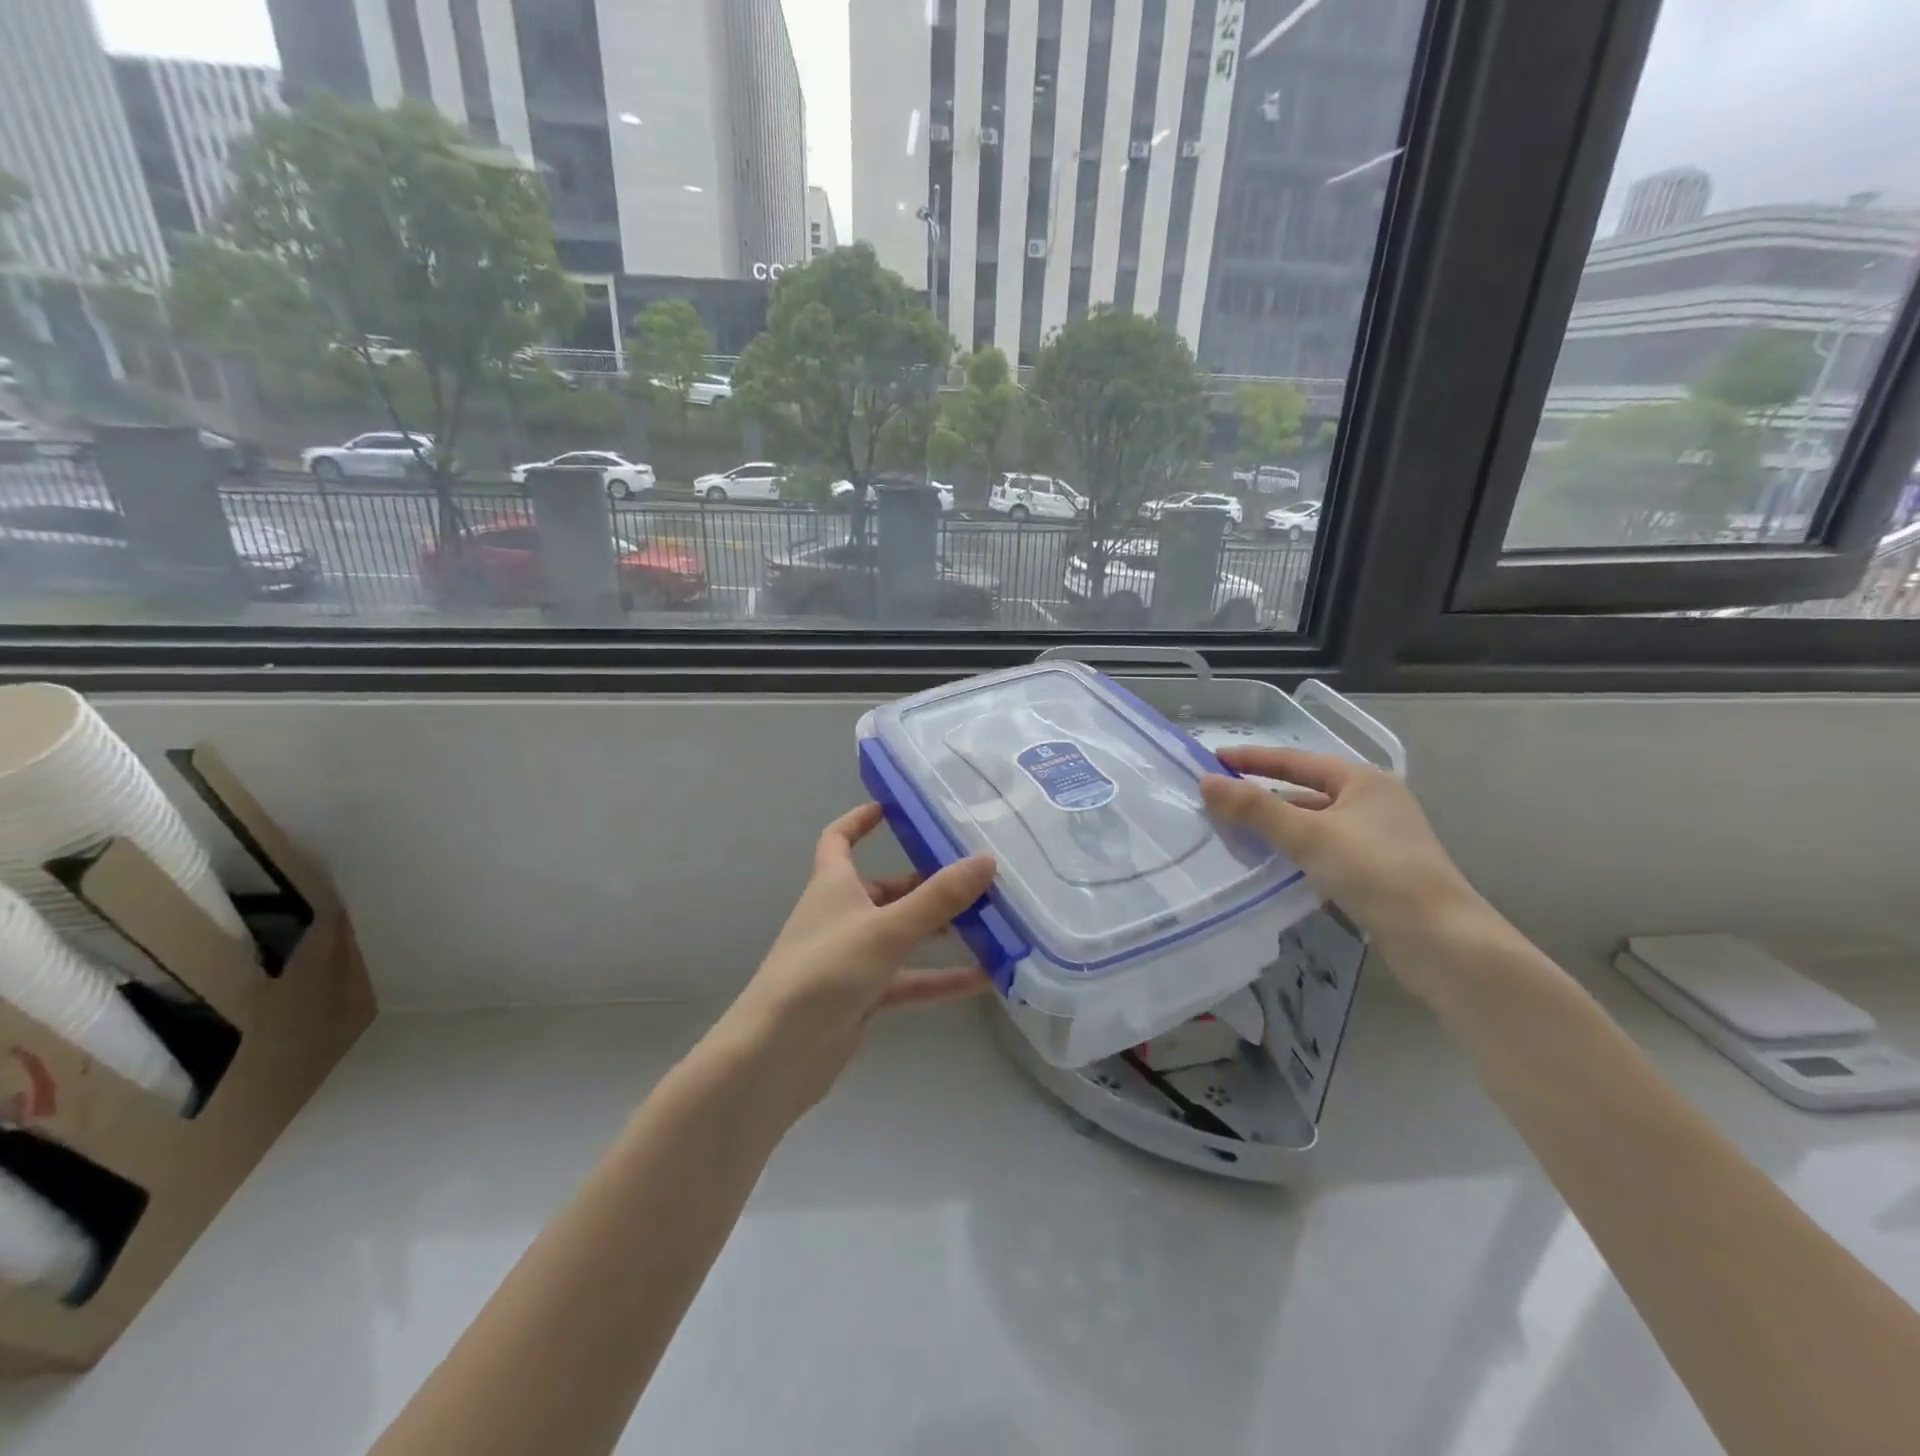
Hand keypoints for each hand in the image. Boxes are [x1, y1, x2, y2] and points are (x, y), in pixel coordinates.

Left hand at [711, 803, 996, 1120]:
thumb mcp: (886, 929)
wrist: (776, 1055)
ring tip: (994, 922)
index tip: (894, 808)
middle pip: (889, 889)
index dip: (860, 820)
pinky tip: (985, 979)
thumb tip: (986, 859)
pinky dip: (941, 978)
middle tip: (979, 878)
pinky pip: (909, 979)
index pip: (839, 839)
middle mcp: (842, 915)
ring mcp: (853, 958)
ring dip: (943, 931)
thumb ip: (938, 899)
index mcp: (833, 885)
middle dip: (929, 884)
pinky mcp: (863, 996)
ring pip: (904, 935)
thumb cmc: (825, 972)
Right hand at [1200, 748, 1482, 993]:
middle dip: (1262, 797)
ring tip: (1235, 834)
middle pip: (1305, 791)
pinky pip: (1324, 850)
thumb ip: (1255, 808)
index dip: (1252, 760)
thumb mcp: (1308, 835)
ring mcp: (1378, 838)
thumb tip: (1206, 782)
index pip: (1295, 761)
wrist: (1441, 940)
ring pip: (1314, 824)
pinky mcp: (1377, 872)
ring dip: (1277, 827)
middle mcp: (1373, 802)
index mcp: (1363, 781)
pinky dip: (1295, 852)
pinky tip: (1272, 866)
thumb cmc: (1375, 872)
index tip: (1212, 761)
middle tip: (1218, 802)